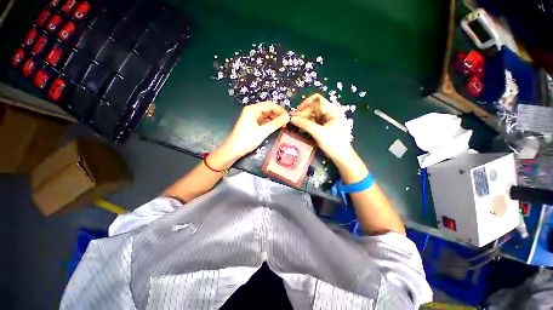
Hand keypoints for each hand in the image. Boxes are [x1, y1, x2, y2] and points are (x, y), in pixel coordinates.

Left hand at [220, 101, 289, 161]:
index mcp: (253, 109)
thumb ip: (276, 124)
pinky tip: (275, 127)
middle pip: (268, 109)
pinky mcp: (251, 123)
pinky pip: (263, 120)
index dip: (280, 110)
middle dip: (278, 115)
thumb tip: (288, 117)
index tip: (288, 116)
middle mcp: (252, 111)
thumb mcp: (263, 131)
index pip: (270, 105)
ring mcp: (251, 117)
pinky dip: (270, 123)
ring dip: (274, 119)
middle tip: (286, 122)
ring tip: (283, 126)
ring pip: (266, 115)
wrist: (233, 149)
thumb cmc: (247, 140)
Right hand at [290, 94, 354, 162]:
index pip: (316, 102)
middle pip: (314, 105)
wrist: (342, 156)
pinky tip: (301, 125)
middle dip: (304, 111)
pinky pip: (314, 119)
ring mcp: (328, 118)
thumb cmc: (334, 144)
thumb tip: (292, 118)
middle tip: (294, 119)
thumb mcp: (319, 134)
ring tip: (296, 122)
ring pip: (313, 112)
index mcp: (333, 110)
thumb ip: (305, 125)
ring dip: (304, 116)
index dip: (304, 108)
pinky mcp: (324, 124)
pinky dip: (307, 121)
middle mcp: (331, 111)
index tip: (295, 116)